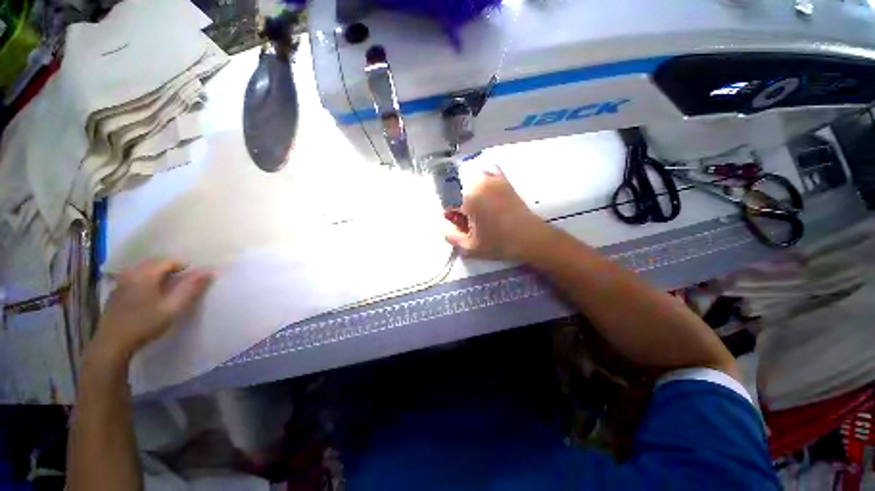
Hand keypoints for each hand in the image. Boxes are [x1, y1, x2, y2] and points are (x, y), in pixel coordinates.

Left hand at [89, 259, 213, 364]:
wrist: (112, 344)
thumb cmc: (145, 324)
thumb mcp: (173, 307)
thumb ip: (191, 288)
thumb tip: (211, 270)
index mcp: (145, 273)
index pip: (170, 261)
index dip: (186, 268)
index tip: (194, 281)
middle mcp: (131, 272)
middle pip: (156, 263)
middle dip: (172, 270)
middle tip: (184, 284)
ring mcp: (121, 282)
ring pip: (145, 270)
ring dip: (159, 275)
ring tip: (169, 290)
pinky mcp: (117, 292)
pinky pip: (136, 278)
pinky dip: (148, 281)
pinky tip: (151, 297)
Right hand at [443, 169, 550, 261]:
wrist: (532, 238)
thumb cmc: (500, 244)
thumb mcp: (470, 247)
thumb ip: (450, 235)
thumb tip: (440, 224)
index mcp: (469, 197)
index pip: (447, 202)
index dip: (450, 216)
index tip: (458, 225)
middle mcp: (479, 182)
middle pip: (458, 191)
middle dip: (459, 206)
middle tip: (469, 221)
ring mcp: (493, 178)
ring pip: (470, 183)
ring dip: (469, 196)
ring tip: (479, 213)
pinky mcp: (503, 180)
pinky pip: (485, 176)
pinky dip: (481, 185)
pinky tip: (487, 202)